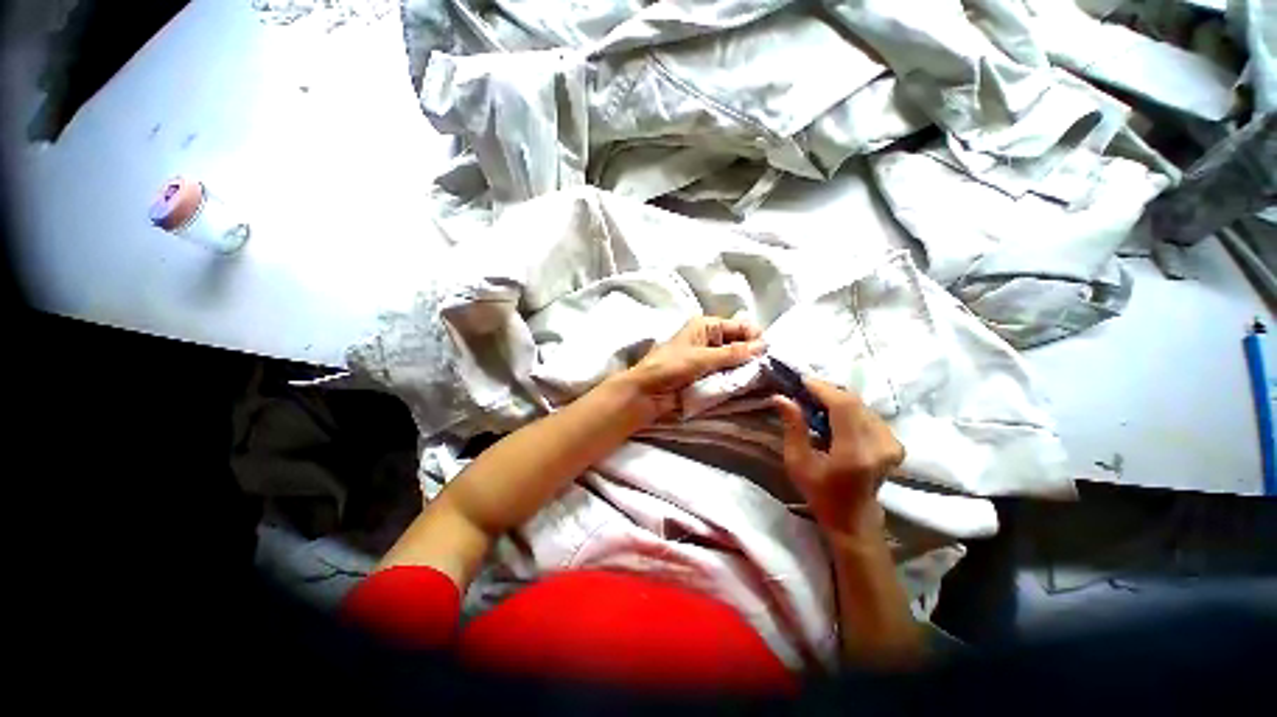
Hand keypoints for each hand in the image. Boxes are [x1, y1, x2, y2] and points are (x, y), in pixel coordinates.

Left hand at [621, 317, 765, 418]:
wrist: (648, 393)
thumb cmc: (670, 367)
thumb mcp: (702, 358)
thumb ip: (733, 353)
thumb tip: (763, 345)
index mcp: (706, 326)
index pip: (740, 326)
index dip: (754, 336)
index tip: (767, 353)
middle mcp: (710, 339)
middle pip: (740, 343)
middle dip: (752, 354)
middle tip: (767, 368)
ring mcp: (709, 358)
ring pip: (736, 360)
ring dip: (746, 368)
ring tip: (762, 378)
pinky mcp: (708, 376)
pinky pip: (728, 374)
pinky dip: (737, 379)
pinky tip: (749, 385)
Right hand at [773, 377, 903, 537]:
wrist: (853, 518)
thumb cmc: (820, 492)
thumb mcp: (798, 462)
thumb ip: (793, 427)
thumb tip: (782, 397)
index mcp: (855, 453)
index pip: (844, 406)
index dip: (823, 389)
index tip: (802, 380)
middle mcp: (880, 446)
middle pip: (855, 402)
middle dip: (828, 391)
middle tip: (805, 391)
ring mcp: (892, 445)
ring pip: (862, 406)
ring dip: (838, 399)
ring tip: (816, 403)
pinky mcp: (895, 444)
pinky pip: (869, 414)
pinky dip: (849, 409)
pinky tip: (834, 415)